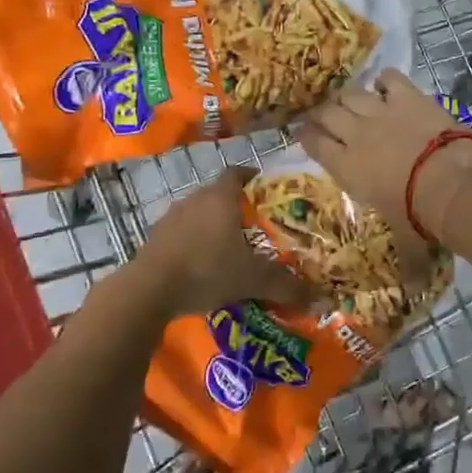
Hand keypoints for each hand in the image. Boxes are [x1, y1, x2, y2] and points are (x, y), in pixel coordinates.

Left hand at [140, 169, 317, 315]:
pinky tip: (203, 265)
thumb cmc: (208, 269)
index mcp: (221, 197)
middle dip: (237, 207)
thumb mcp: (254, 279)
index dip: (253, 178)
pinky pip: (182, 233)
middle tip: (257, 226)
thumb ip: (287, 286)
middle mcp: (195, 199)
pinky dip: (195, 242)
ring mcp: (171, 217)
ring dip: (214, 225)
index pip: (238, 173)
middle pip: (219, 194)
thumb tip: (322, 300)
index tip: (266, 190)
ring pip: (199, 213)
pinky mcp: (155, 238)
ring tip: (231, 247)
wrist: (149, 289)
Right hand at [299, 70, 471, 249]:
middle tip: (324, 114)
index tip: (303, 132)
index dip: (306, 135)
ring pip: (351, 93)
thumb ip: (406, 266)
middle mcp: (356, 134)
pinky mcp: (408, 96)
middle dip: (321, 112)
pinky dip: (385, 81)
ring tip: (350, 99)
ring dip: (348, 95)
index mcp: (346, 167)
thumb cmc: (419, 216)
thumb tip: (410, 294)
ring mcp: (381, 111)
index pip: (314, 144)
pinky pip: (388, 78)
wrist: (450, 182)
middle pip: (327, 112)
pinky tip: (387, 86)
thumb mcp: (407, 243)